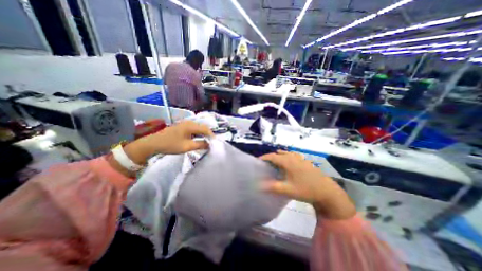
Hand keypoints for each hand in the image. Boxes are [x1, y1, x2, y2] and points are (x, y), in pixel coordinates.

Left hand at [124, 121, 212, 165]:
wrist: (153, 143)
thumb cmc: (170, 145)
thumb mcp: (187, 146)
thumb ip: (200, 145)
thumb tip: (210, 145)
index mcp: (191, 126)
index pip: (206, 129)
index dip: (212, 136)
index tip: (215, 143)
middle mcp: (189, 122)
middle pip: (203, 127)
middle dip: (208, 135)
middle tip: (211, 144)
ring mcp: (186, 124)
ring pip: (199, 128)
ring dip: (203, 135)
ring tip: (206, 143)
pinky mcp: (183, 126)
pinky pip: (194, 129)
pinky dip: (198, 134)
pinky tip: (198, 140)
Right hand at [262, 150, 355, 220]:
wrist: (327, 191)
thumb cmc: (306, 189)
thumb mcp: (288, 190)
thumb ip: (273, 187)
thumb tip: (259, 185)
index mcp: (287, 161)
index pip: (272, 156)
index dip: (263, 158)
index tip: (257, 162)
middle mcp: (293, 157)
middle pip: (278, 154)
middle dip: (270, 157)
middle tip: (264, 165)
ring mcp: (300, 158)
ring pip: (285, 154)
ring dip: (278, 157)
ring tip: (274, 163)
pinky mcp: (304, 161)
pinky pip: (292, 156)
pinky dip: (286, 157)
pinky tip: (287, 164)